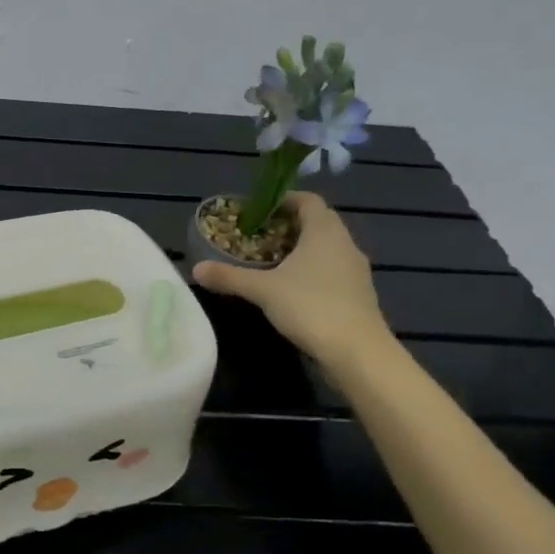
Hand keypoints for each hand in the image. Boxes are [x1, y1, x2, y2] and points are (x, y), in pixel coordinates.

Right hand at [191, 191, 393, 370]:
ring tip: (270, 263)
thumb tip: (195, 269)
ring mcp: (356, 271)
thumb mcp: (262, 290)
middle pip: (317, 223)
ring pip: (326, 248)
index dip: (284, 200)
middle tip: (258, 237)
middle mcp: (345, 244)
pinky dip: (312, 271)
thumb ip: (229, 277)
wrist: (358, 353)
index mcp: (325, 232)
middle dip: (288, 226)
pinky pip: (332, 270)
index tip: (259, 211)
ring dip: (300, 250)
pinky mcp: (359, 294)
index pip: (308, 200)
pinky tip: (291, 289)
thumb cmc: (310, 307)